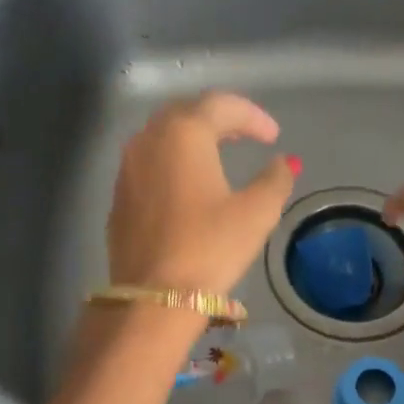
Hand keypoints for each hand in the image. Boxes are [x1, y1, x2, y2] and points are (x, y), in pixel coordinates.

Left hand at [107, 91, 298, 296]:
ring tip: (218, 154)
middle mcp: (149, 140)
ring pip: (162, 135)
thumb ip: (276, 179)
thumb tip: (285, 163)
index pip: (221, 105)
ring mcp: (127, 167)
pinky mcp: (119, 195)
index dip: (252, 116)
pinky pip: (149, 162)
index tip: (273, 136)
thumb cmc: (209, 248)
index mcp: (184, 134)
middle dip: (219, 118)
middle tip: (245, 135)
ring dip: (193, 137)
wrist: (153, 298)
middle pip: (186, 112)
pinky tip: (188, 184)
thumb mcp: (256, 213)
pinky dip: (173, 161)